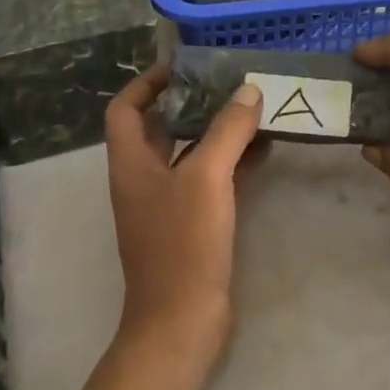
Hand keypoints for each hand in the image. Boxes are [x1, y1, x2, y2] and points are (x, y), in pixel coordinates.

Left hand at [104, 66, 264, 362]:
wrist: (182, 322)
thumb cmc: (183, 243)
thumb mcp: (206, 177)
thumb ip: (227, 130)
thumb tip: (248, 90)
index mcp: (132, 162)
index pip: (125, 109)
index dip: (147, 83)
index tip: (181, 66)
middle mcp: (144, 178)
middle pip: (161, 127)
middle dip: (191, 103)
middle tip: (227, 82)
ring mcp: (167, 204)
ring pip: (190, 153)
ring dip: (217, 131)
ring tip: (252, 108)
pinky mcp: (192, 225)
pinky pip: (211, 180)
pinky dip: (233, 162)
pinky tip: (264, 149)